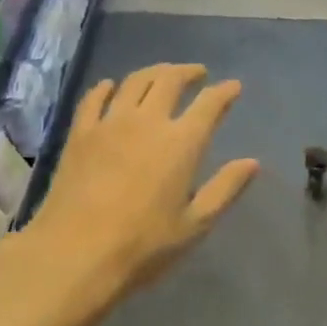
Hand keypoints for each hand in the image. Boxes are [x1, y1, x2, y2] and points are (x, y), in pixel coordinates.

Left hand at [0, 64, 258, 325]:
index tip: (234, 86)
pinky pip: (94, 97)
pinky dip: (107, 87)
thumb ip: (225, 189)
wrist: (74, 253)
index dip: (224, 92)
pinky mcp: (80, 133)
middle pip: (170, 80)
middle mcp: (147, 121)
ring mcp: (110, 123)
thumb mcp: (194, 225)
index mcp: (181, 143)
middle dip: (188, 72)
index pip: (209, 104)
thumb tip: (252, 162)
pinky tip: (111, 87)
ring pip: (135, 81)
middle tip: (197, 74)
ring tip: (162, 75)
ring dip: (154, 72)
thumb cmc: (143, 246)